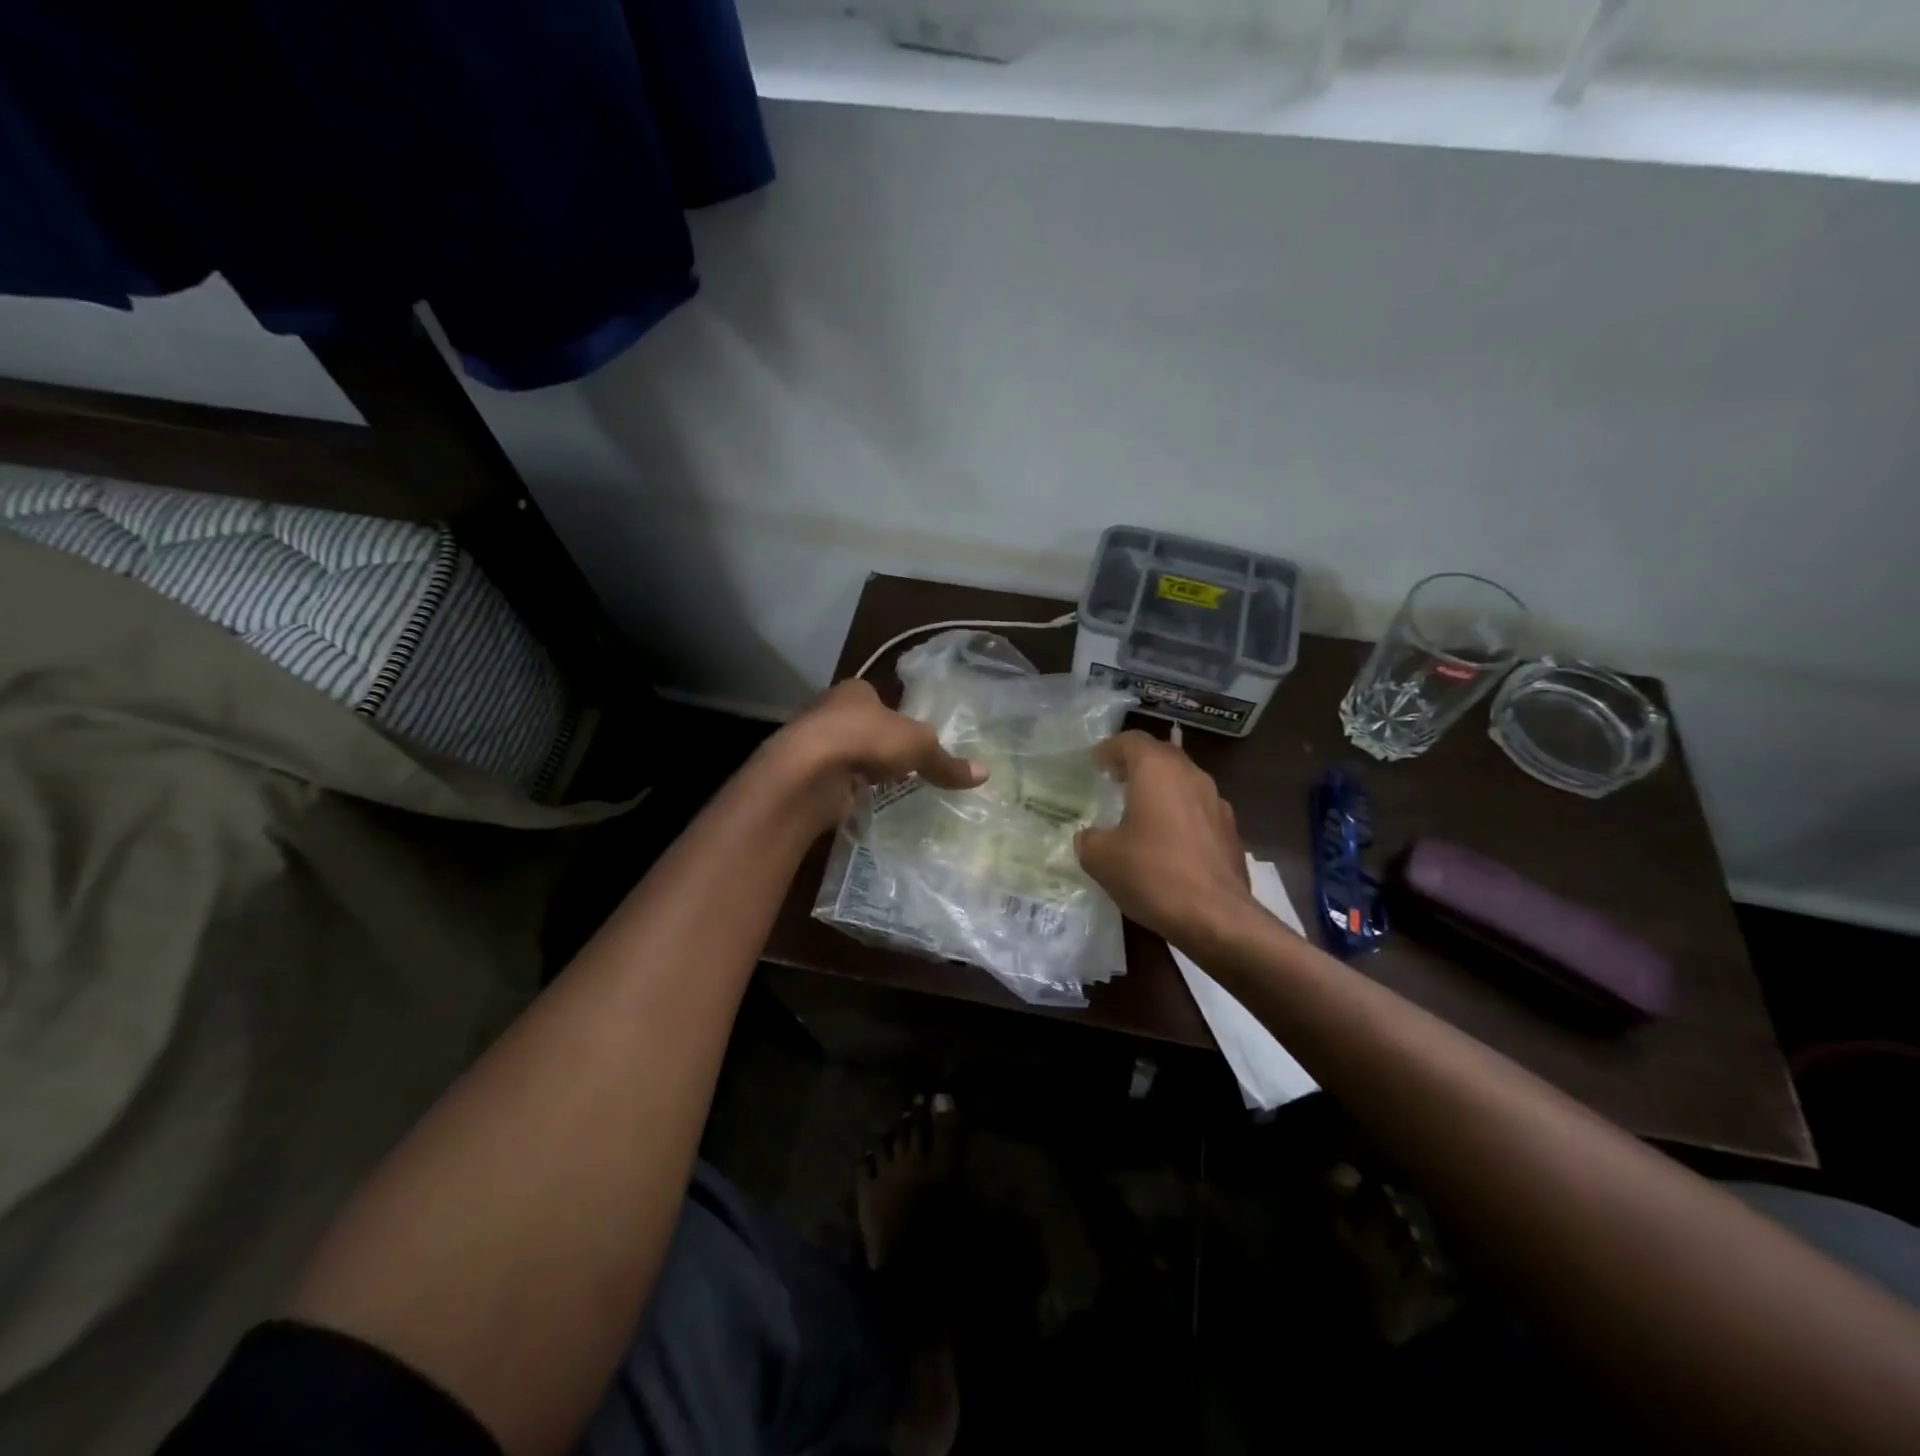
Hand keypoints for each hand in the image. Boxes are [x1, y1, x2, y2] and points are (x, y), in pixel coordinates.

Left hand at [770, 679, 986, 827]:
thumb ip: (946, 762)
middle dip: (876, 744)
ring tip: (883, 787)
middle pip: (859, 726)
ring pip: (843, 754)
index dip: (894, 715)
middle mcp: (828, 711)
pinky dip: (845, 791)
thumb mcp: (918, 747)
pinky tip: (859, 802)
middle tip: (900, 765)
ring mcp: (812, 744)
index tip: (908, 736)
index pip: (877, 698)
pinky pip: (832, 782)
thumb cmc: (865, 739)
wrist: (808, 771)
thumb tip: (985, 774)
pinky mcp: (804, 776)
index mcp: (855, 691)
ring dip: (859, 769)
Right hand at [1075, 731, 1256, 948]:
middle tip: (1114, 780)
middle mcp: (1191, 776)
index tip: (1095, 764)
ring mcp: (1217, 803)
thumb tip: (1091, 837)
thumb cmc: (1153, 874)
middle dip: (1136, 764)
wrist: (1217, 917)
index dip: (1109, 748)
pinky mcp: (1230, 832)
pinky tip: (1167, 842)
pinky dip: (1179, 814)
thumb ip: (1089, 839)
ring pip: (1183, 782)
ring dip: (1160, 789)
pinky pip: (1198, 810)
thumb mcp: (1101, 857)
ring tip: (1139, 811)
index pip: (1131, 740)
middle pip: (1161, 755)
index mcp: (1157, 770)